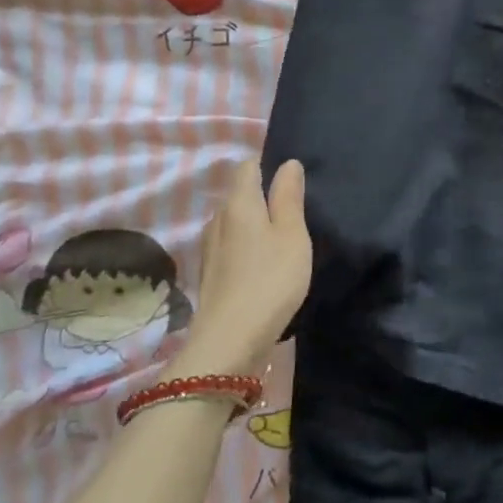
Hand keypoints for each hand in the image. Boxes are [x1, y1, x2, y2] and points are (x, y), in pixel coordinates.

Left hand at [178, 158, 311, 373]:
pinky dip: (246, 248)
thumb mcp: (292, 234)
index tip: (291, 181)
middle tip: (293, 211)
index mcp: (239, 203)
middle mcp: (217, 219)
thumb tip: (288, 163)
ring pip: (233, 223)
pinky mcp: (210, 273)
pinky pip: (230, 246)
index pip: (247, 166)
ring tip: (280, 239)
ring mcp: (209, 247)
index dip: (267, 166)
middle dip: (262, 196)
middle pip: (239, 195)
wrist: (231, 338)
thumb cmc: (271, 279)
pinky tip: (262, 266)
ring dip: (254, 225)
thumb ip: (289, 197)